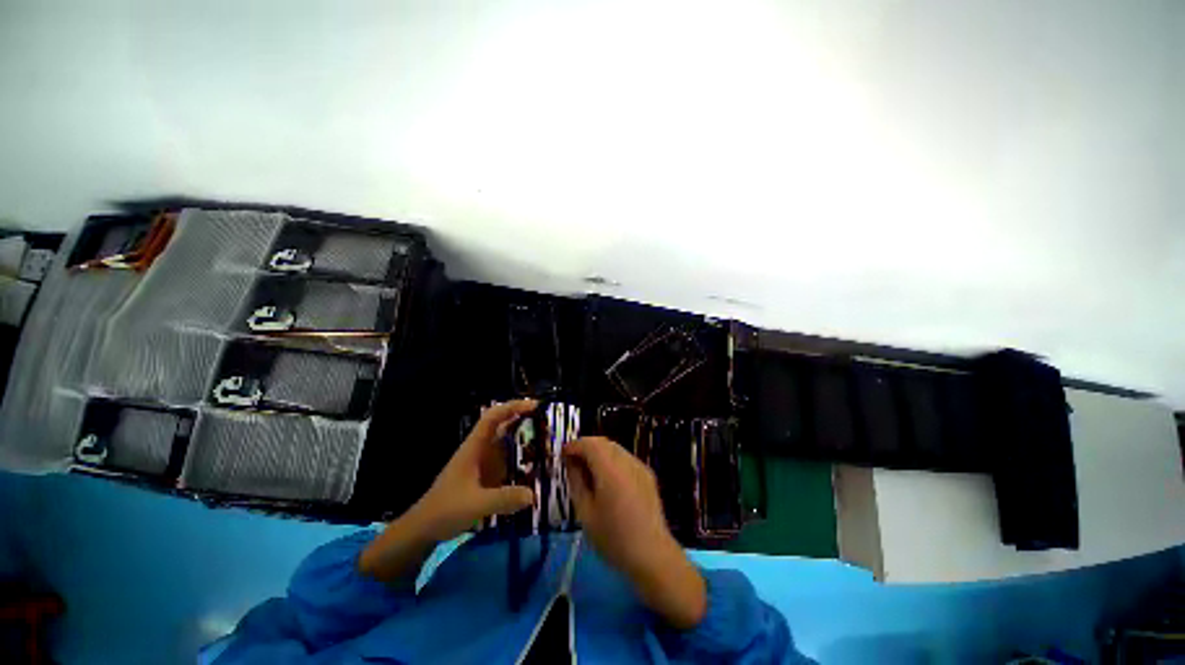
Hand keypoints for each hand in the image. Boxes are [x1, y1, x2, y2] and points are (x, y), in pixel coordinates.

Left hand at [410, 399, 537, 541]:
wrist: (424, 528)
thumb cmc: (445, 510)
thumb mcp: (475, 504)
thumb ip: (503, 499)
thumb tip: (533, 495)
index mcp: (474, 447)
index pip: (493, 417)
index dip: (512, 407)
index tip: (534, 406)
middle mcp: (481, 450)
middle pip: (503, 426)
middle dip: (524, 421)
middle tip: (548, 425)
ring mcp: (484, 462)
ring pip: (507, 443)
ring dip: (525, 441)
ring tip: (547, 444)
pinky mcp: (487, 475)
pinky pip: (507, 461)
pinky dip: (521, 460)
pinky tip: (535, 468)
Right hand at [564, 436, 706, 628]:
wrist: (652, 555)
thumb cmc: (613, 538)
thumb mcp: (585, 512)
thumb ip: (576, 481)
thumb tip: (570, 462)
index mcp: (610, 470)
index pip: (589, 444)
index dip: (574, 446)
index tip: (563, 456)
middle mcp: (626, 461)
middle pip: (602, 442)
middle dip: (586, 447)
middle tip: (573, 463)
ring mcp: (639, 466)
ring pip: (614, 448)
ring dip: (599, 453)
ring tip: (588, 472)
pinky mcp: (647, 474)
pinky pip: (625, 458)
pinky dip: (611, 460)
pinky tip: (607, 480)